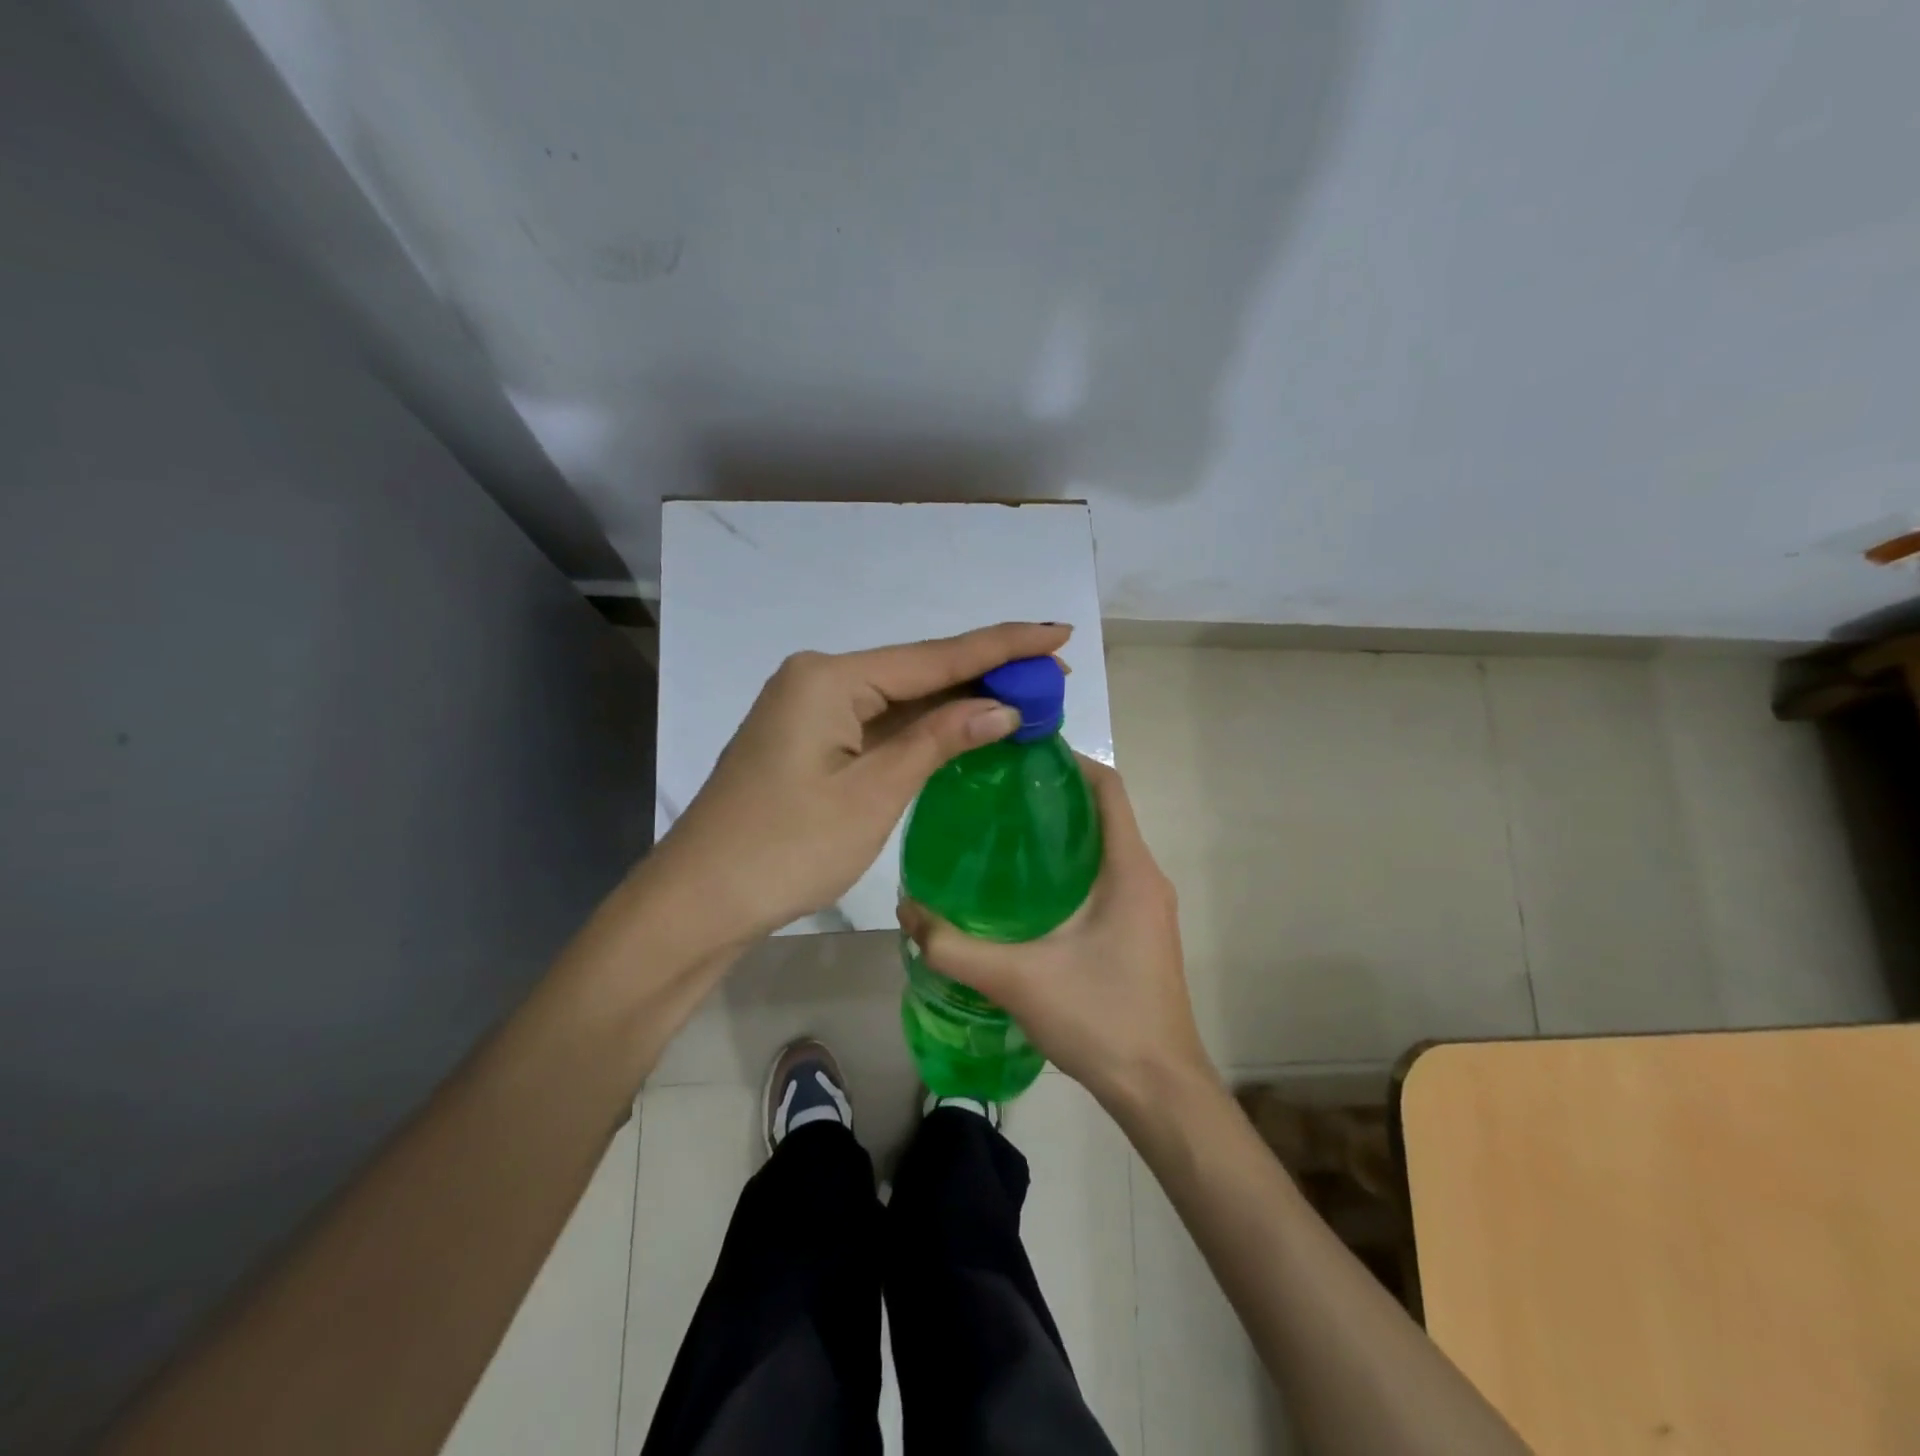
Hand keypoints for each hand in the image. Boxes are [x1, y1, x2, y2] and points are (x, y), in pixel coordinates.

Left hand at [644, 622, 1072, 947]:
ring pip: (899, 698)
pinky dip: (923, 727)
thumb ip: (938, 740)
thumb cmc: (787, 848)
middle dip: (986, 672)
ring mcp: (810, 709)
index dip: (1002, 646)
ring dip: (958, 700)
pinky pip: (878, 722)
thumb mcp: (873, 793)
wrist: (700, 900)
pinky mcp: (808, 740)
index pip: (935, 657)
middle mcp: (819, 678)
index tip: (1057, 633)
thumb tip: (1002, 706)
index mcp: (830, 677)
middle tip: (1054, 674)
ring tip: (1026, 694)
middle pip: (918, 671)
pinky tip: (965, 726)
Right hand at [897, 757, 1214, 1113]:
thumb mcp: (1018, 979)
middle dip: (1051, 796)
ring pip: (1103, 847)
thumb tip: (906, 909)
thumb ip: (954, 946)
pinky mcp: (1140, 931)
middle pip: (1101, 812)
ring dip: (1059, 834)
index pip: (1107, 786)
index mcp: (1129, 869)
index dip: (1068, 760)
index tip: (1017, 754)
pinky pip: (1105, 878)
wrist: (1159, 1090)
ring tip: (1000, 835)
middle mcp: (1146, 877)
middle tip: (993, 795)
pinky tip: (1024, 891)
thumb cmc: (1101, 1018)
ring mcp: (1147, 906)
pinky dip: (1069, 868)